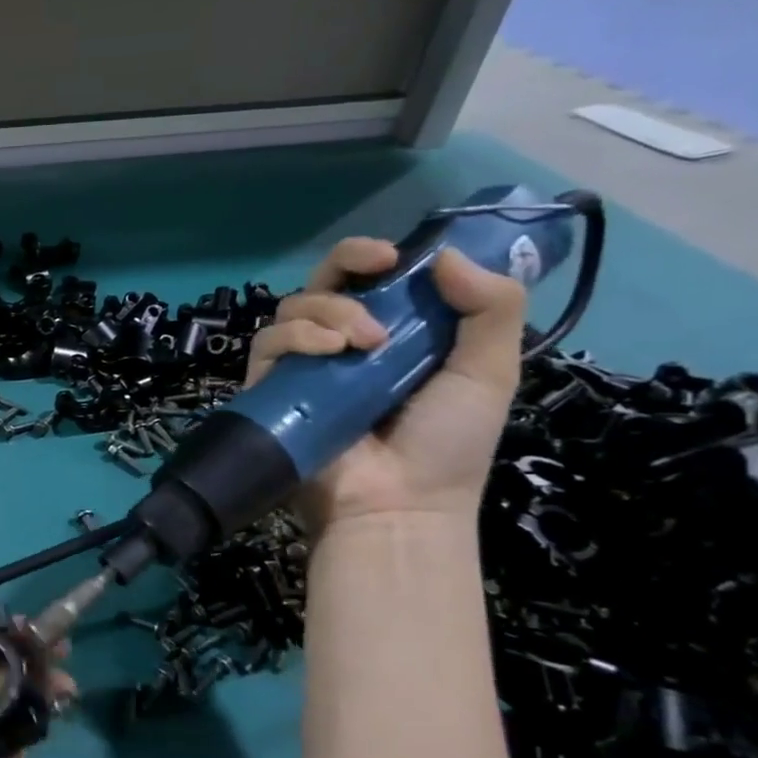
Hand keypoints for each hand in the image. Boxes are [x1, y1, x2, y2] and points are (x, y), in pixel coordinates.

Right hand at [246, 238, 525, 534]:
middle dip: (346, 263)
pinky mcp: (271, 388)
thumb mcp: (489, 372)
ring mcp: (303, 366)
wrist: (400, 504)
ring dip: (329, 308)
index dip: (375, 255)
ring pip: (293, 308)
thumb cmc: (448, 444)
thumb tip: (445, 253)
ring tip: (363, 342)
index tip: (395, 253)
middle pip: (324, 281)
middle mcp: (342, 344)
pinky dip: (296, 336)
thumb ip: (489, 308)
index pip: (371, 279)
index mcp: (392, 334)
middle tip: (376, 266)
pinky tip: (328, 351)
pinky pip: (268, 344)